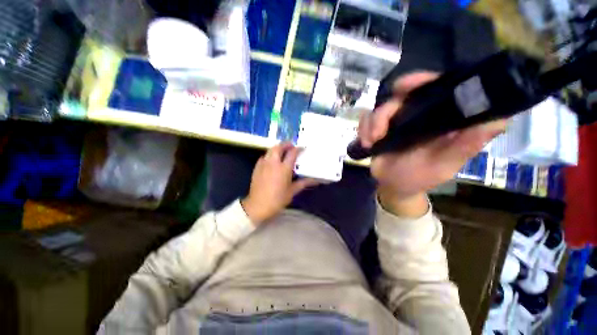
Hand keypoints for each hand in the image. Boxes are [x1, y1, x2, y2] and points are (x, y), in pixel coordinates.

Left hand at [241, 143, 317, 224]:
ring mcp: (263, 164)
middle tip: (291, 146)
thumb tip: (315, 180)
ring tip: (282, 152)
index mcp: (284, 168)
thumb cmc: (277, 199)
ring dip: (277, 148)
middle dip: (285, 144)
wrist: (258, 206)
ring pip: (270, 150)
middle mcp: (273, 163)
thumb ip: (303, 183)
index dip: (298, 149)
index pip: (292, 153)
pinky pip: (264, 157)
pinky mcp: (257, 168)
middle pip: (278, 147)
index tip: (302, 148)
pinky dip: (269, 155)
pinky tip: (271, 161)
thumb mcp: (292, 191)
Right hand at [358, 72, 507, 216]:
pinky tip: (366, 143)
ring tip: (371, 142)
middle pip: (400, 96)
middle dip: (386, 110)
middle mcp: (417, 114)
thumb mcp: (443, 165)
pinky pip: (366, 119)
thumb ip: (464, 146)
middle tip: (379, 127)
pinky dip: (363, 129)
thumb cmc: (419, 177)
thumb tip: (497, 121)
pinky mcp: (378, 127)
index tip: (405, 87)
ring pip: (379, 108)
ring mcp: (395, 120)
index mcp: (439, 119)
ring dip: (372, 125)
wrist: (392, 186)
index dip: (422, 81)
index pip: (435, 88)